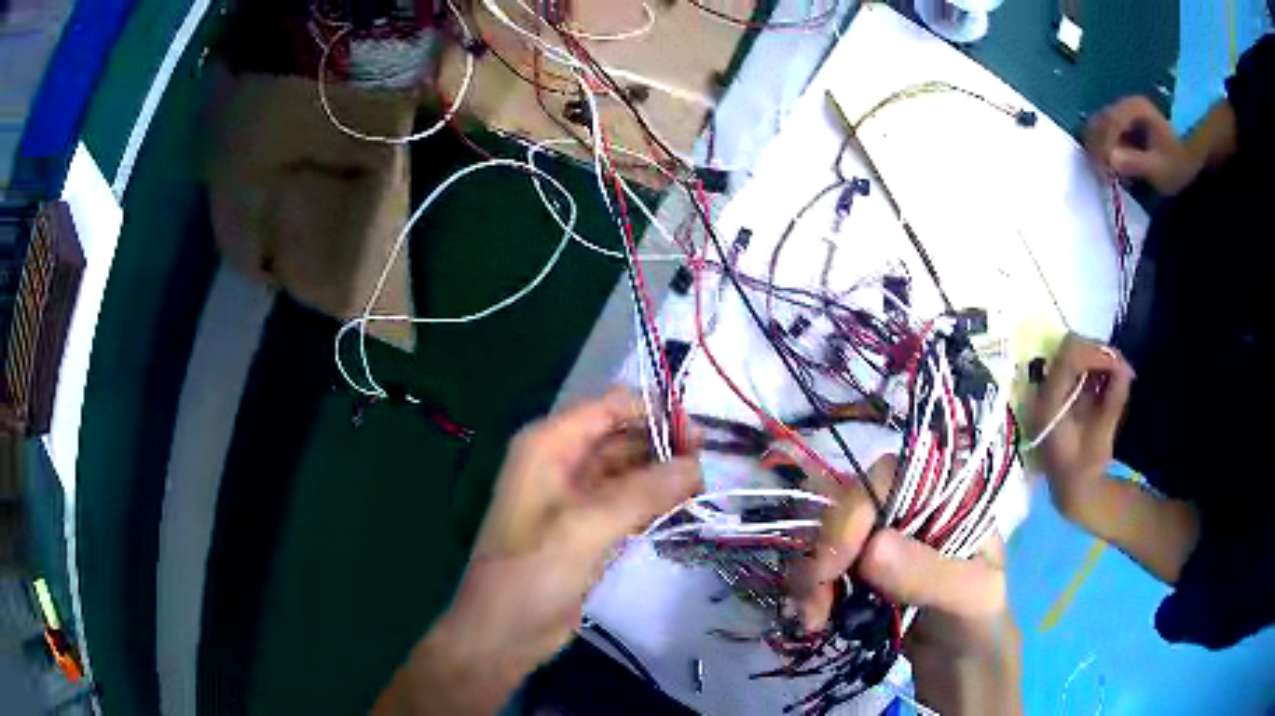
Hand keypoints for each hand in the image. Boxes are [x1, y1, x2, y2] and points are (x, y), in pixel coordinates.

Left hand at [374, 390, 701, 714]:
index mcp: (549, 445)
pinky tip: (683, 509)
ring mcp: (575, 496)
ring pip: (628, 470)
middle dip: (664, 445)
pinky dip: (653, 502)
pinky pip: (627, 502)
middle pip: (622, 436)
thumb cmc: (534, 571)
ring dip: (662, 476)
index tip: (700, 435)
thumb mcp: (588, 526)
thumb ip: (644, 491)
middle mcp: (561, 461)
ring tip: (704, 488)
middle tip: (710, 466)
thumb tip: (697, 465)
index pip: (610, 406)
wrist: (505, 631)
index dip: (655, 412)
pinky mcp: (588, 527)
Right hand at [790, 456, 1020, 714]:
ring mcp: (882, 537)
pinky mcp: (859, 569)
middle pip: (849, 503)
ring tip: (814, 619)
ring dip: (810, 575)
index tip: (834, 564)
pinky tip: (816, 618)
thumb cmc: (980, 622)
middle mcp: (911, 505)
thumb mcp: (971, 598)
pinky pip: (822, 565)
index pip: (890, 475)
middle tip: (815, 603)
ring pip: (827, 534)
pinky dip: (810, 589)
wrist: (963, 665)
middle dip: (825, 551)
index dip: (855, 510)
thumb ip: (930, 574)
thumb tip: (872, 548)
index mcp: (948, 493)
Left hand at [1032, 334, 1133, 519]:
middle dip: (1098, 353)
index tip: (1118, 362)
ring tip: (1119, 373)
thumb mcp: (1103, 434)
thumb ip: (1114, 397)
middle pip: (1070, 350)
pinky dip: (1095, 368)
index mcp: (1050, 402)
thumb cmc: (1086, 466)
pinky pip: (1078, 368)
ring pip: (1074, 355)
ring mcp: (1051, 390)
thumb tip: (1124, 368)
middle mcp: (1045, 391)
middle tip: (1122, 366)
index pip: (1068, 358)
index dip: (1095, 353)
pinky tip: (1110, 379)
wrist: (1072, 490)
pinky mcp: (1061, 392)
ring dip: (1098, 360)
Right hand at [1085, 96, 1202, 194]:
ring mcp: (1125, 113)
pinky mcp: (1125, 124)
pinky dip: (1104, 147)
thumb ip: (1136, 163)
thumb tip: (1111, 160)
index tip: (1103, 170)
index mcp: (1135, 109)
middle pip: (1101, 121)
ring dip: (1099, 148)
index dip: (1104, 145)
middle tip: (1100, 173)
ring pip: (1101, 126)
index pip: (1111, 122)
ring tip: (1105, 172)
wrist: (1191, 158)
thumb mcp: (1160, 168)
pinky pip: (1107, 132)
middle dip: (1098, 146)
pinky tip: (1111, 165)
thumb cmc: (1178, 163)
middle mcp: (1126, 105)